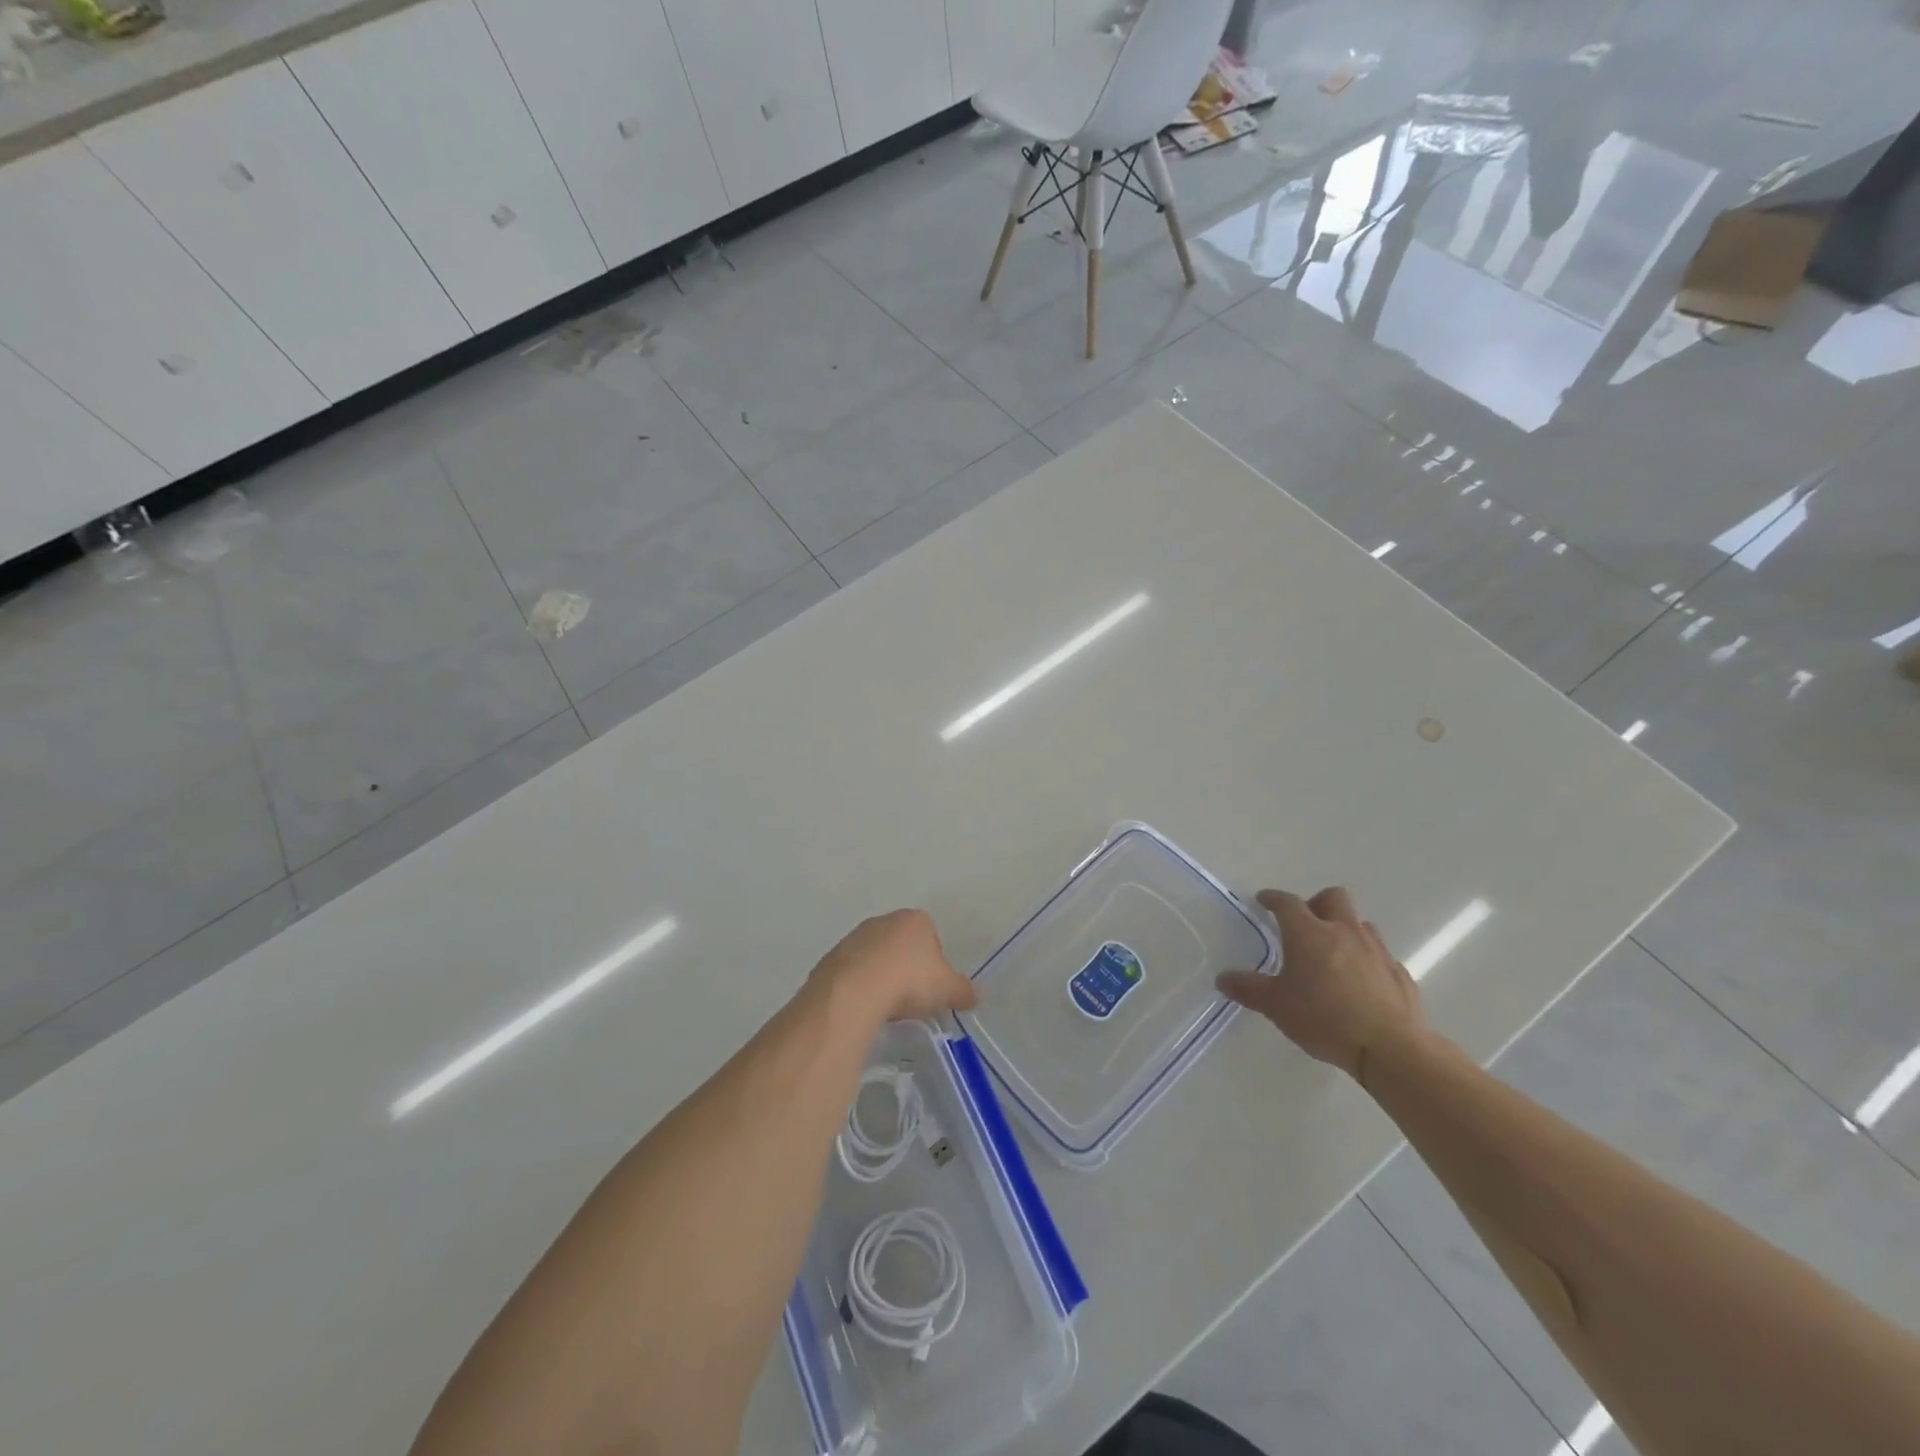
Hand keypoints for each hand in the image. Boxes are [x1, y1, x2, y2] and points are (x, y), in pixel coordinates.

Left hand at [811, 909, 978, 1023]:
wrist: (855, 990)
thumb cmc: (910, 980)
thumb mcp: (948, 990)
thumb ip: (963, 991)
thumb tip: (974, 996)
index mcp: (915, 920)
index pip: (931, 937)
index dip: (934, 963)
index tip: (931, 988)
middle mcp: (884, 920)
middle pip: (901, 945)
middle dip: (906, 967)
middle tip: (910, 997)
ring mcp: (855, 936)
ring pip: (875, 957)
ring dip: (881, 976)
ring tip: (885, 1006)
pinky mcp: (832, 956)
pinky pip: (852, 972)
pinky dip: (859, 986)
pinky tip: (864, 1006)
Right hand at [1217, 887, 1424, 1080]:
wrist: (1389, 1047)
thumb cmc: (1324, 1018)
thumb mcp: (1276, 1006)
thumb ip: (1248, 989)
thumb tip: (1223, 978)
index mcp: (1309, 933)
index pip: (1287, 902)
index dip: (1273, 898)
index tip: (1264, 900)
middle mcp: (1343, 931)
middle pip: (1332, 897)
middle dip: (1316, 903)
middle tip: (1305, 925)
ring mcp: (1376, 950)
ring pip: (1360, 924)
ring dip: (1345, 930)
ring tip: (1334, 954)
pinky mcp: (1399, 973)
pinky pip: (1380, 956)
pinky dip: (1367, 960)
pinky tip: (1361, 983)